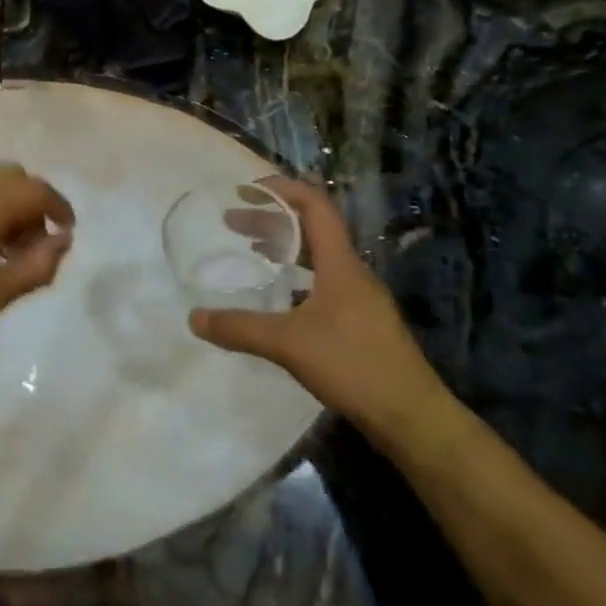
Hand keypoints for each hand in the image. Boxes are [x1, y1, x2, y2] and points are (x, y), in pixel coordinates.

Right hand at [188, 179, 452, 447]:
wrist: (411, 416)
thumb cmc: (353, 365)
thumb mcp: (288, 344)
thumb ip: (239, 328)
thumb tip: (194, 318)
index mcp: (340, 264)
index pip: (315, 206)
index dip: (282, 189)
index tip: (246, 189)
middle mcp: (352, 273)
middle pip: (312, 229)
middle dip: (271, 219)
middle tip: (232, 222)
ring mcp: (360, 298)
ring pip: (317, 257)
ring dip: (284, 247)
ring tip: (251, 252)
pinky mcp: (361, 322)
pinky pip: (322, 282)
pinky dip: (295, 277)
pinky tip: (277, 299)